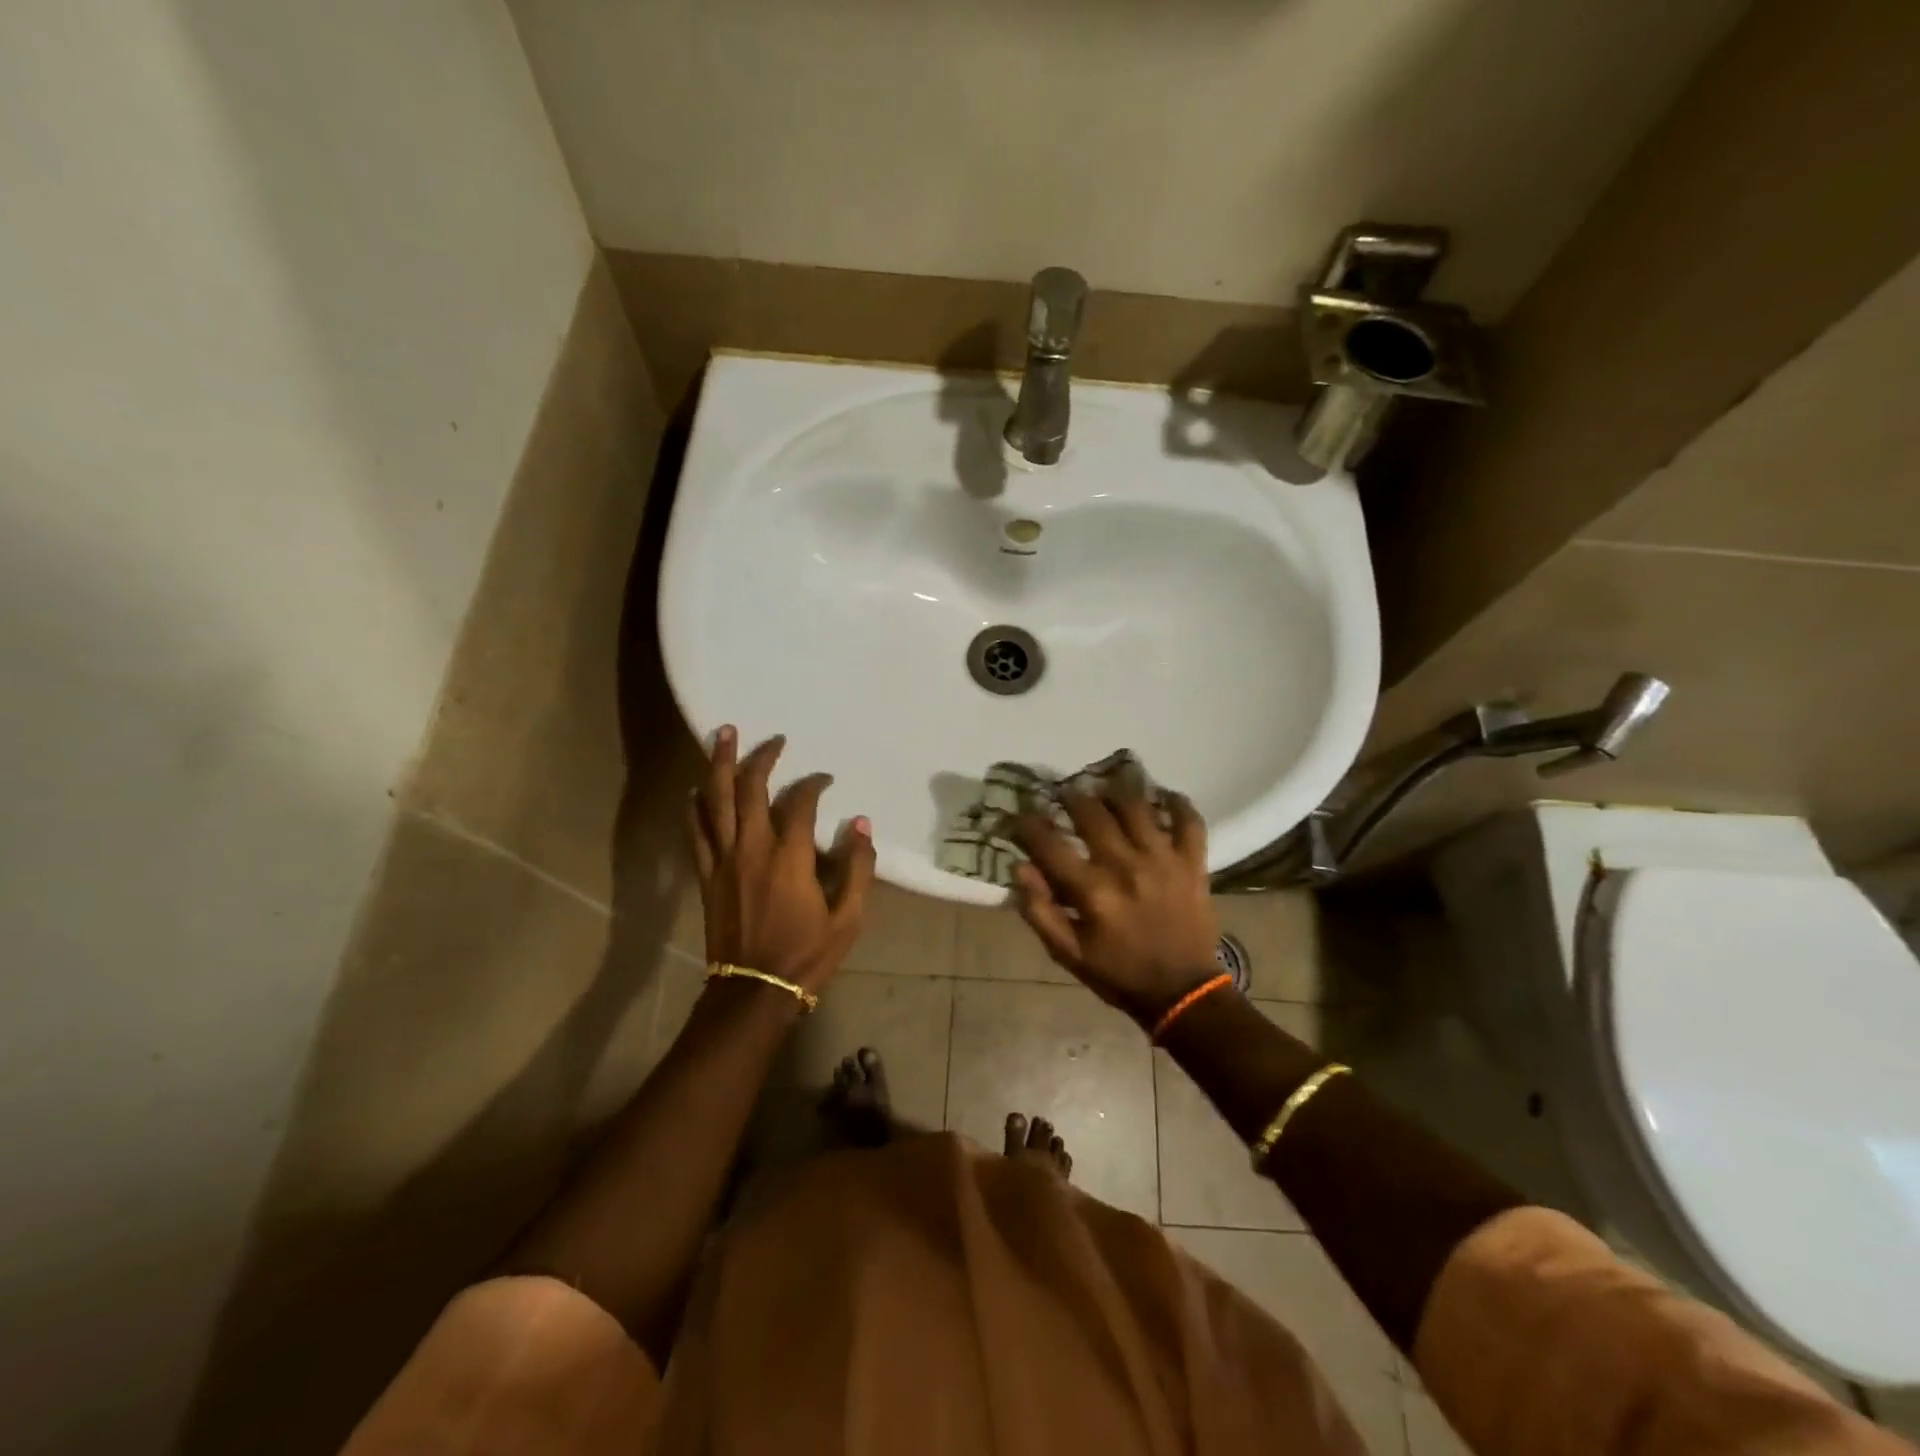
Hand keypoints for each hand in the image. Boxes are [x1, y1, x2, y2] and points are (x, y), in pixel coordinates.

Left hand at [689, 727, 874, 993]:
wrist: (754, 991)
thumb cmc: (807, 954)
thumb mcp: (849, 918)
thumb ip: (858, 868)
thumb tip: (861, 823)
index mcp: (790, 858)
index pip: (800, 803)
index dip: (813, 784)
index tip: (824, 778)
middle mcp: (752, 849)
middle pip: (749, 788)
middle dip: (761, 757)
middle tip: (773, 738)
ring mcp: (723, 860)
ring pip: (715, 801)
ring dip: (718, 765)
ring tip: (722, 735)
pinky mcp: (706, 875)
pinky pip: (695, 830)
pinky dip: (695, 805)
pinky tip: (697, 789)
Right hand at [1013, 791, 1220, 1027]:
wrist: (1183, 993)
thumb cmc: (1119, 973)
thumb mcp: (1068, 954)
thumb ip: (1040, 912)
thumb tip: (1019, 868)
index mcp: (1091, 891)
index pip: (1049, 843)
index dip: (1028, 823)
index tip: (1020, 814)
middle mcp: (1125, 865)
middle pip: (1091, 812)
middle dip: (1071, 796)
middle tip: (1064, 793)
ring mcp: (1162, 859)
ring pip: (1136, 806)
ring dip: (1115, 790)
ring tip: (1105, 785)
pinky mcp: (1192, 862)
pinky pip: (1188, 820)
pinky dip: (1176, 802)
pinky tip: (1162, 796)